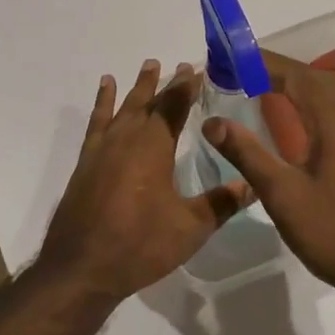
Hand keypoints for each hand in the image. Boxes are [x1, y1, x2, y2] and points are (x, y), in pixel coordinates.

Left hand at [39, 60, 252, 302]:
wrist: (81, 268)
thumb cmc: (140, 246)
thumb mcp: (190, 228)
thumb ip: (222, 203)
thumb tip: (254, 184)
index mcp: (154, 146)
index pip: (175, 106)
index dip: (188, 87)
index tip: (199, 69)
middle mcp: (128, 138)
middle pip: (150, 102)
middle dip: (167, 83)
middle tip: (181, 65)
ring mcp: (103, 148)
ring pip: (124, 107)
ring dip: (138, 87)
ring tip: (149, 65)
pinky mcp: (87, 162)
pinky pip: (97, 122)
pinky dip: (103, 102)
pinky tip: (106, 89)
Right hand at [205, 52, 334, 307]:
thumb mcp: (283, 196)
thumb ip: (248, 154)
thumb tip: (212, 122)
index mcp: (334, 120)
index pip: (295, 75)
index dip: (263, 62)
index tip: (231, 57)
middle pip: (315, 77)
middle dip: (278, 68)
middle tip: (241, 70)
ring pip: (330, 92)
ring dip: (297, 82)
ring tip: (264, 86)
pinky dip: (313, 100)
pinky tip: (300, 118)